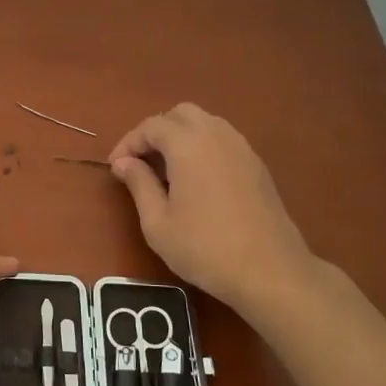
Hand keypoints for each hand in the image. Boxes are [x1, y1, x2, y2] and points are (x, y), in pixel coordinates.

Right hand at [108, 103, 316, 311]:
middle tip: (142, 162)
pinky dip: (203, 147)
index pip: (152, 126)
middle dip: (156, 131)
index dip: (129, 142)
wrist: (269, 271)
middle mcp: (217, 136)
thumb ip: (139, 184)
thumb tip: (123, 162)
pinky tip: (196, 180)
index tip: (115, 167)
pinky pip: (223, 140)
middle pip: (181, 114)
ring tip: (167, 170)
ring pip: (206, 123)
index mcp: (188, 145)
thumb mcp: (157, 222)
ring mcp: (242, 148)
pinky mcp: (257, 165)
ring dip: (181, 136)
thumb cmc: (204, 248)